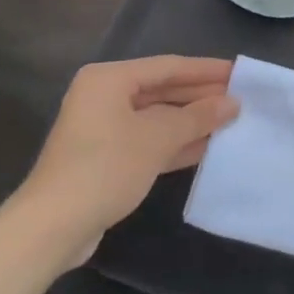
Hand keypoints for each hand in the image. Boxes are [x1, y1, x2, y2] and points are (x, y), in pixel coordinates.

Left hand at [10, 56, 238, 267]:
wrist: (53, 227)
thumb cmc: (105, 168)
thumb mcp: (158, 138)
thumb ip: (198, 117)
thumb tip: (233, 103)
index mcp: (109, 79)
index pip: (168, 66)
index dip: (207, 70)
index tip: (240, 73)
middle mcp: (104, 97)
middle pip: (162, 90)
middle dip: (200, 96)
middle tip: (240, 99)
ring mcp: (103, 129)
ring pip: (157, 117)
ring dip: (191, 121)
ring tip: (230, 121)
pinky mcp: (106, 158)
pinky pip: (148, 140)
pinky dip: (175, 142)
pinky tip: (206, 147)